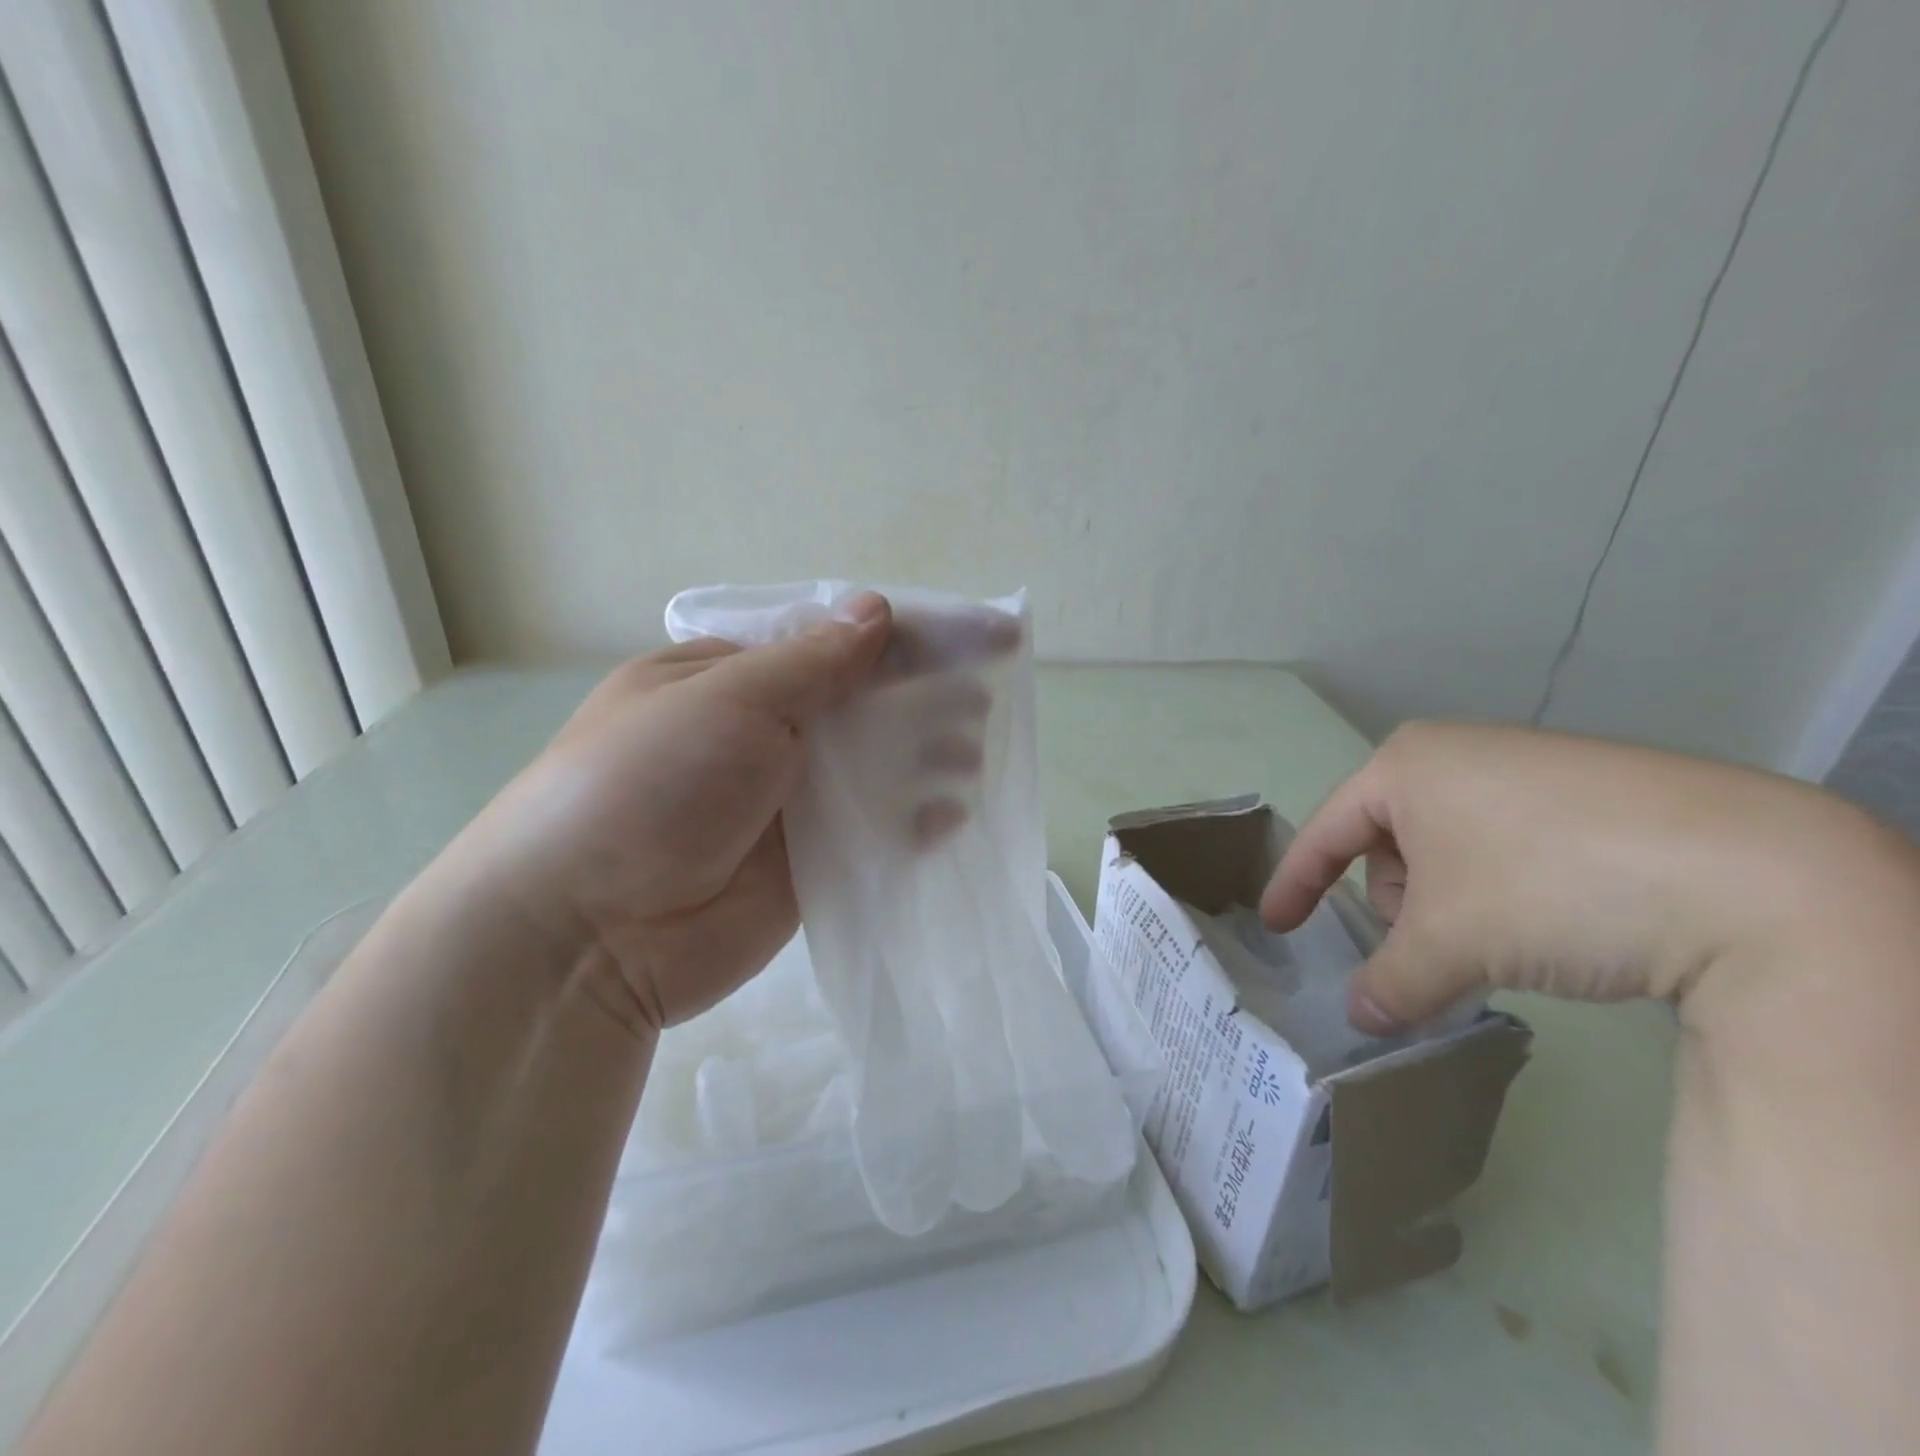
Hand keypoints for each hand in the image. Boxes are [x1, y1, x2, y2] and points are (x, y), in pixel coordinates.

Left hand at [455, 592, 1018, 1035]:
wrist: (585, 935)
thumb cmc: (647, 785)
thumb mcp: (726, 700)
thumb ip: (813, 662)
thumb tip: (879, 610)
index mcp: (731, 679)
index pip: (835, 644)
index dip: (907, 636)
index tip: (980, 634)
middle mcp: (762, 734)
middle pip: (862, 704)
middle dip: (924, 697)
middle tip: (980, 701)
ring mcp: (786, 802)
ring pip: (873, 767)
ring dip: (925, 756)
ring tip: (969, 755)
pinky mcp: (806, 864)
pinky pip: (871, 830)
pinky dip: (912, 818)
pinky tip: (949, 813)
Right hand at [1258, 722, 1900, 1032]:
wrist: (1758, 876)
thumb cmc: (1551, 887)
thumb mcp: (1451, 943)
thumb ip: (1390, 982)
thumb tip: (1362, 1018)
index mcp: (1406, 765)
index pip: (1325, 832)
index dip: (1295, 884)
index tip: (1276, 925)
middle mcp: (1458, 752)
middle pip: (1391, 843)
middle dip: (1400, 903)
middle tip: (1436, 948)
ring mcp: (1528, 766)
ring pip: (1451, 846)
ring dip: (1453, 902)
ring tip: (1504, 940)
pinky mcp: (1591, 791)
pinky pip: (1509, 842)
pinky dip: (1506, 889)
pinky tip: (1557, 920)